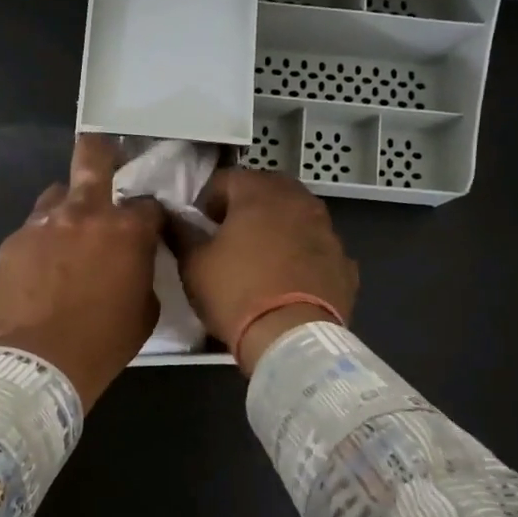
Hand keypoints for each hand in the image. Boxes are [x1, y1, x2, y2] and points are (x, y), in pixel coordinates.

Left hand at [0, 135, 164, 410]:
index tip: (147, 228)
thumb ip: (142, 273)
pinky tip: (39, 271)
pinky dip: (41, 244)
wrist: (41, 363)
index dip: (149, 216)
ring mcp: (43, 224)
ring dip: (66, 209)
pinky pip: (32, 231)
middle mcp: (85, 213)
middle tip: (106, 156)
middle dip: (102, 150)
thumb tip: (134, 262)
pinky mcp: (12, 242)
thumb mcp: (144, 311)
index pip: (148, 204)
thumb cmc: (103, 344)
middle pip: (93, 155)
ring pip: (56, 195)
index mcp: (127, 230)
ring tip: (65, 237)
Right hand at [173, 169, 358, 372]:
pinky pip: (317, 249)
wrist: (291, 337)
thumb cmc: (235, 293)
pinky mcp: (344, 263)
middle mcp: (299, 202)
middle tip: (229, 237)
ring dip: (278, 228)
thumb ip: (181, 233)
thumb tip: (172, 217)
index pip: (226, 179)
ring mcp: (328, 231)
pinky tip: (289, 280)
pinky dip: (303, 256)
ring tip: (261, 258)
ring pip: (297, 217)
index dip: (206, 200)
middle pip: (267, 190)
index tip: (198, 226)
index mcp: (259, 194)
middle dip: (246, 207)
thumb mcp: (193, 264)